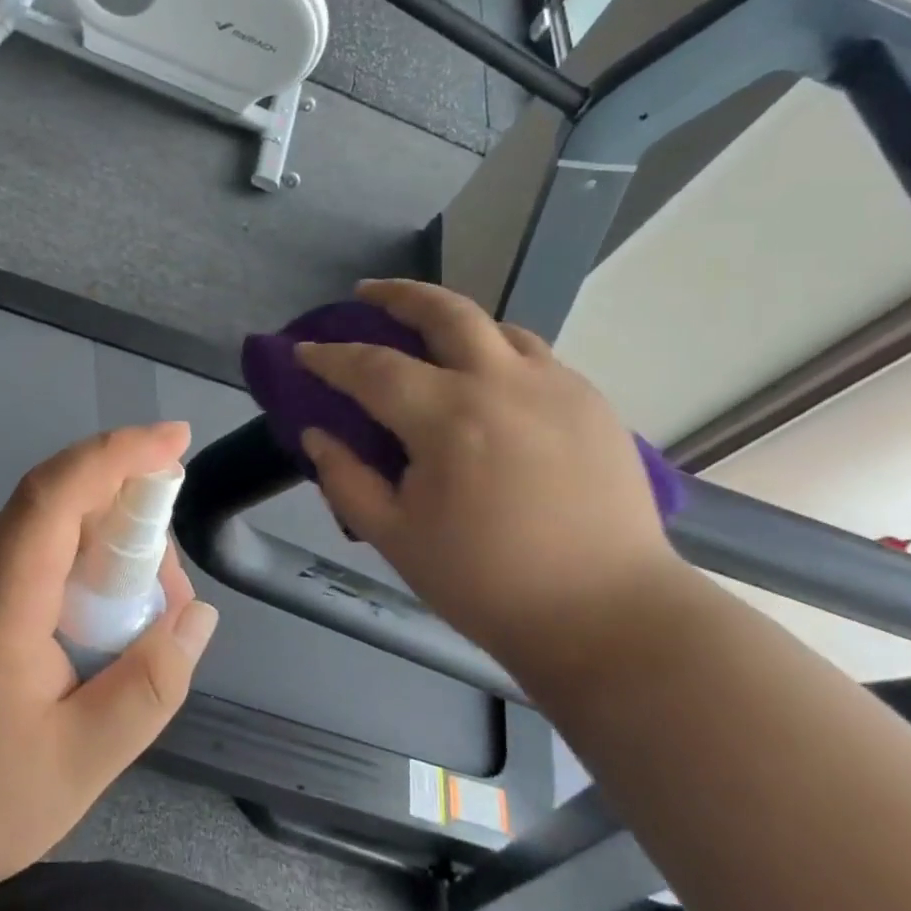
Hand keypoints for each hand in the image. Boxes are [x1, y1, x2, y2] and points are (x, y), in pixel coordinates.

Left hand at [0, 424, 219, 910]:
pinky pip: (37, 561)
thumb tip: (196, 616)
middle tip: (170, 601)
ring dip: (112, 556)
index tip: (177, 440)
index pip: (58, 491)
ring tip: (142, 630)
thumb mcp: (75, 766)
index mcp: (0, 598)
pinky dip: (83, 577)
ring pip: (56, 534)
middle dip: (136, 524)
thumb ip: (147, 689)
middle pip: (67, 505)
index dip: (120, 453)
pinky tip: (98, 636)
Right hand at [295, 280, 681, 660]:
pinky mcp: (593, 402)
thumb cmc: (488, 584)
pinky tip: (487, 378)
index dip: (330, 357)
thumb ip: (347, 479)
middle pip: (445, 312)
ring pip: (496, 326)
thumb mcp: (396, 538)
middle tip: (366, 294)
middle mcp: (503, 384)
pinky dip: (497, 350)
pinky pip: (534, 356)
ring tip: (427, 332)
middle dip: (397, 294)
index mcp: (449, 419)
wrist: (608, 615)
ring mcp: (557, 386)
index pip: (372, 368)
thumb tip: (317, 434)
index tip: (303, 351)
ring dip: (452, 318)